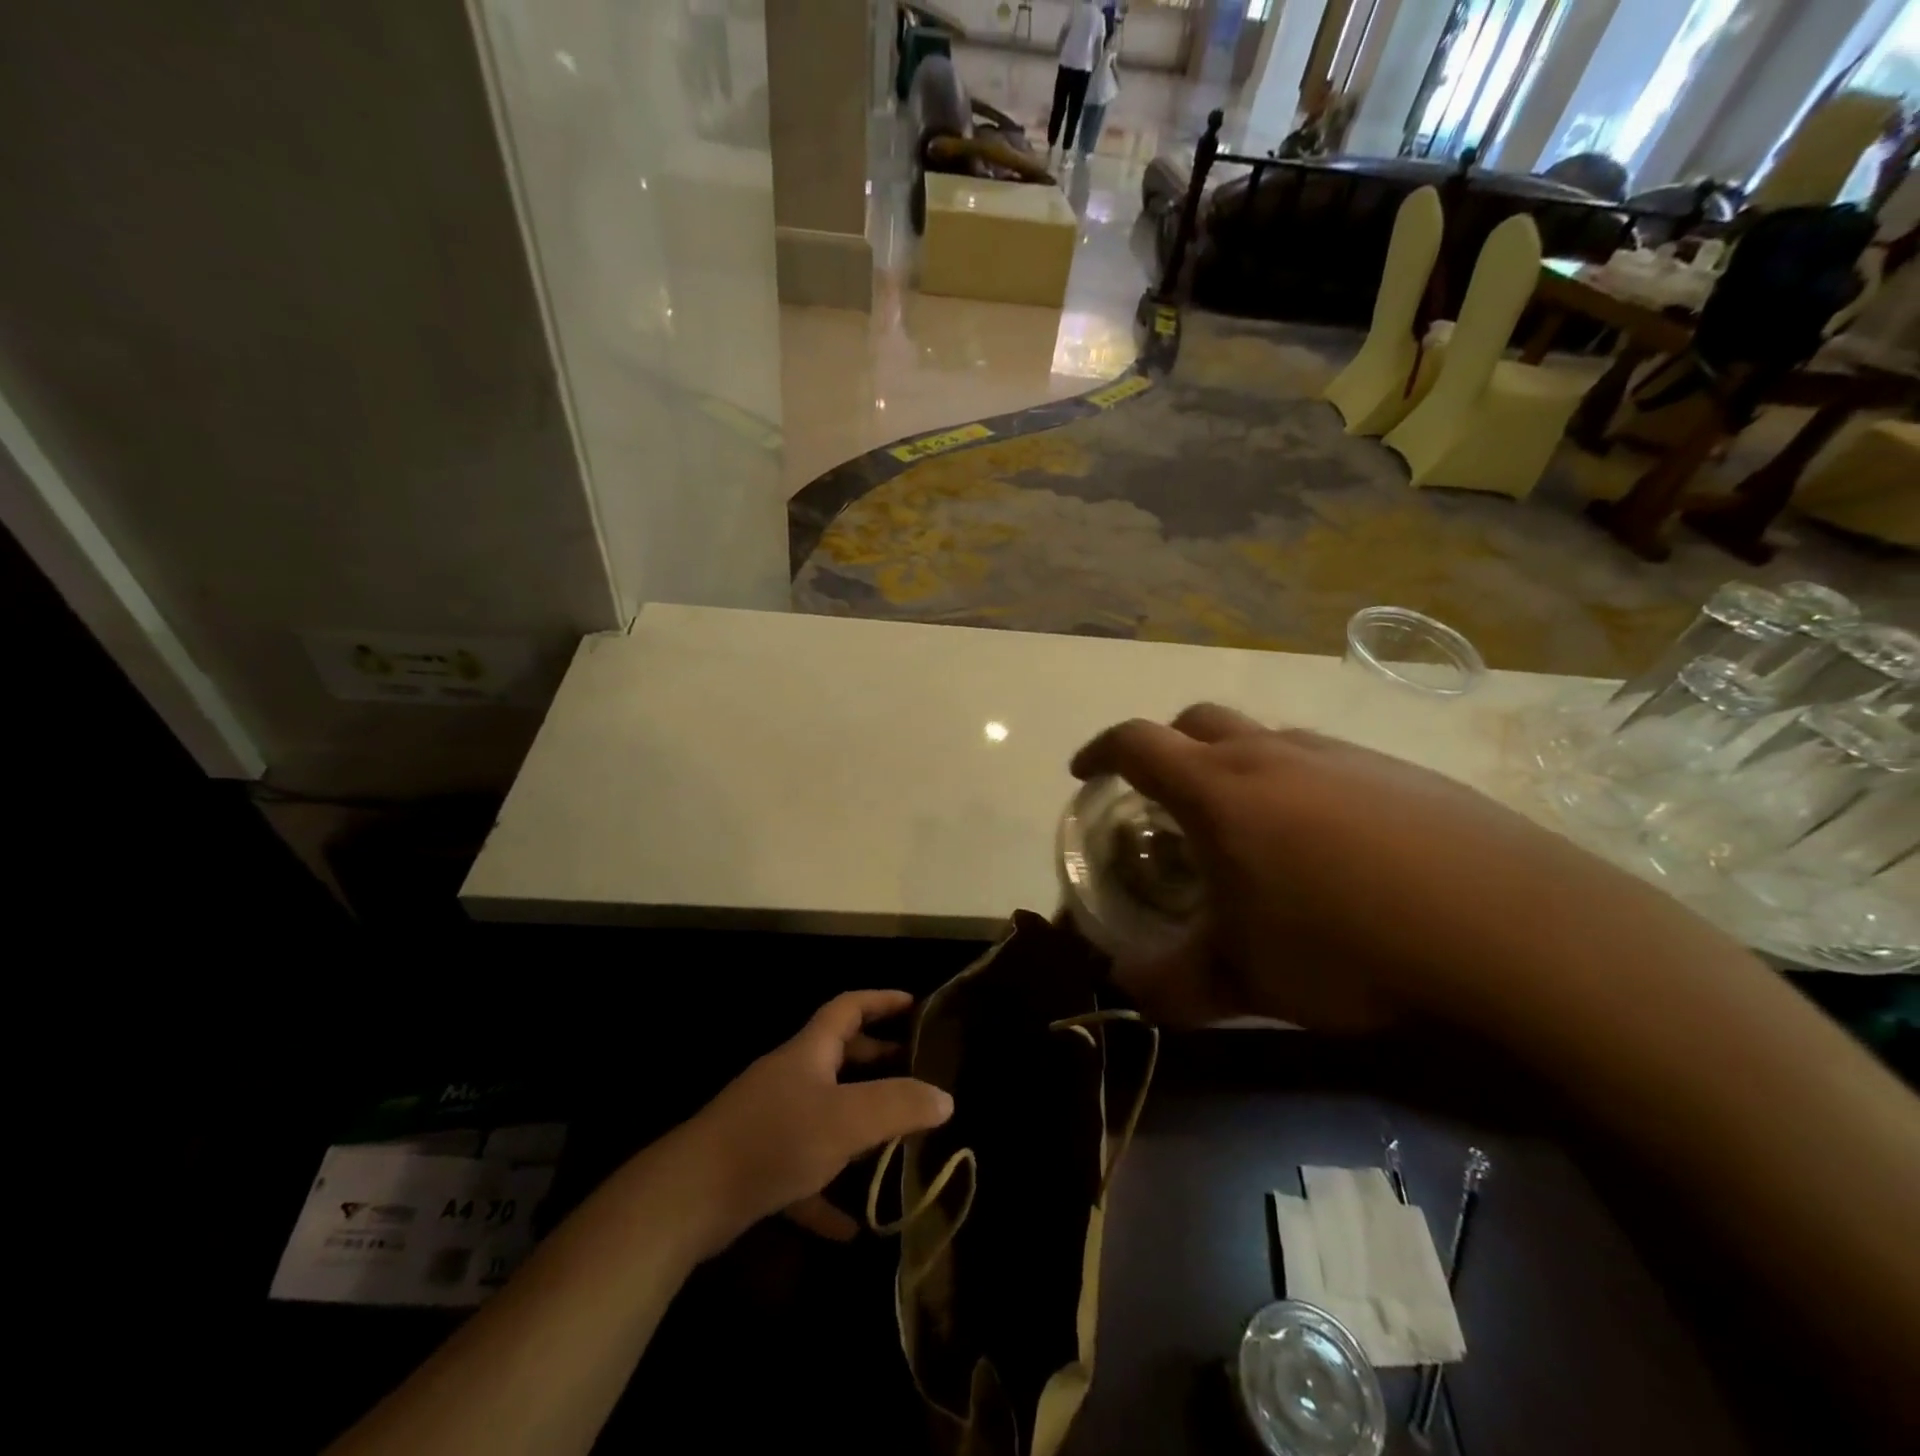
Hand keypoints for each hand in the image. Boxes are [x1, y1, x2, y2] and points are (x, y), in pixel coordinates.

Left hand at [670, 990, 952, 1256]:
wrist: (689, 1197)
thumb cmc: (775, 1140)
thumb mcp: (847, 1120)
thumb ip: (899, 1105)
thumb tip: (944, 1098)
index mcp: (809, 1053)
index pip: (848, 1009)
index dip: (882, 1001)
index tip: (915, 1005)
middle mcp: (790, 1079)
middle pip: (838, 1057)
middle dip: (877, 1062)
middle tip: (914, 1075)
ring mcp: (771, 1121)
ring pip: (824, 1113)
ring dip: (857, 1127)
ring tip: (896, 1143)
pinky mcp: (757, 1165)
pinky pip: (803, 1171)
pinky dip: (828, 1191)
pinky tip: (851, 1226)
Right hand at [1070, 704, 1640, 1032]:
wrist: (1514, 931)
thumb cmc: (1346, 944)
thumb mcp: (1244, 978)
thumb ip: (1171, 984)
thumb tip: (1127, 987)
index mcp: (1219, 788)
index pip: (1136, 744)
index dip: (1100, 752)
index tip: (1084, 774)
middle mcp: (1274, 754)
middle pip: (1198, 721)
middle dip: (1166, 747)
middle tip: (1163, 794)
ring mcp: (1343, 756)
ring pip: (1266, 738)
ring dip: (1236, 764)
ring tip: (1247, 824)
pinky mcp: (1403, 772)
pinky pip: (1326, 760)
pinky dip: (1299, 782)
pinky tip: (1331, 843)